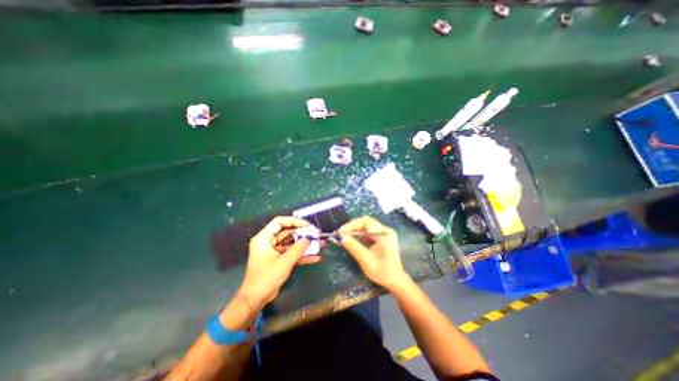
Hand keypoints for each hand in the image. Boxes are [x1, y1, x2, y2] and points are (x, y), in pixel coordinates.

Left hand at [236, 216, 320, 307]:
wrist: (256, 300)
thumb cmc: (267, 277)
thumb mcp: (285, 261)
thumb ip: (298, 248)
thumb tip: (309, 239)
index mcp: (264, 238)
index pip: (279, 222)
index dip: (294, 221)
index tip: (307, 225)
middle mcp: (268, 242)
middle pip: (287, 232)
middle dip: (303, 234)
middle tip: (316, 234)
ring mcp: (274, 251)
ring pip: (292, 244)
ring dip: (305, 245)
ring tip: (319, 244)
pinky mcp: (279, 260)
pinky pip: (291, 254)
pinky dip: (302, 255)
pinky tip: (315, 257)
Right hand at [338, 215, 407, 289]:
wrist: (395, 281)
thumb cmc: (382, 271)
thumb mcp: (365, 259)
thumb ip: (353, 246)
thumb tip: (340, 237)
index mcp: (384, 234)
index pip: (366, 222)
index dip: (352, 225)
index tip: (340, 231)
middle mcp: (385, 230)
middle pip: (366, 222)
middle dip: (352, 226)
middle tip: (340, 233)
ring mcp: (384, 233)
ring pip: (366, 227)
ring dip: (354, 230)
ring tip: (343, 235)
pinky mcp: (381, 238)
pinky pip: (368, 232)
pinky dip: (359, 234)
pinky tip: (352, 238)